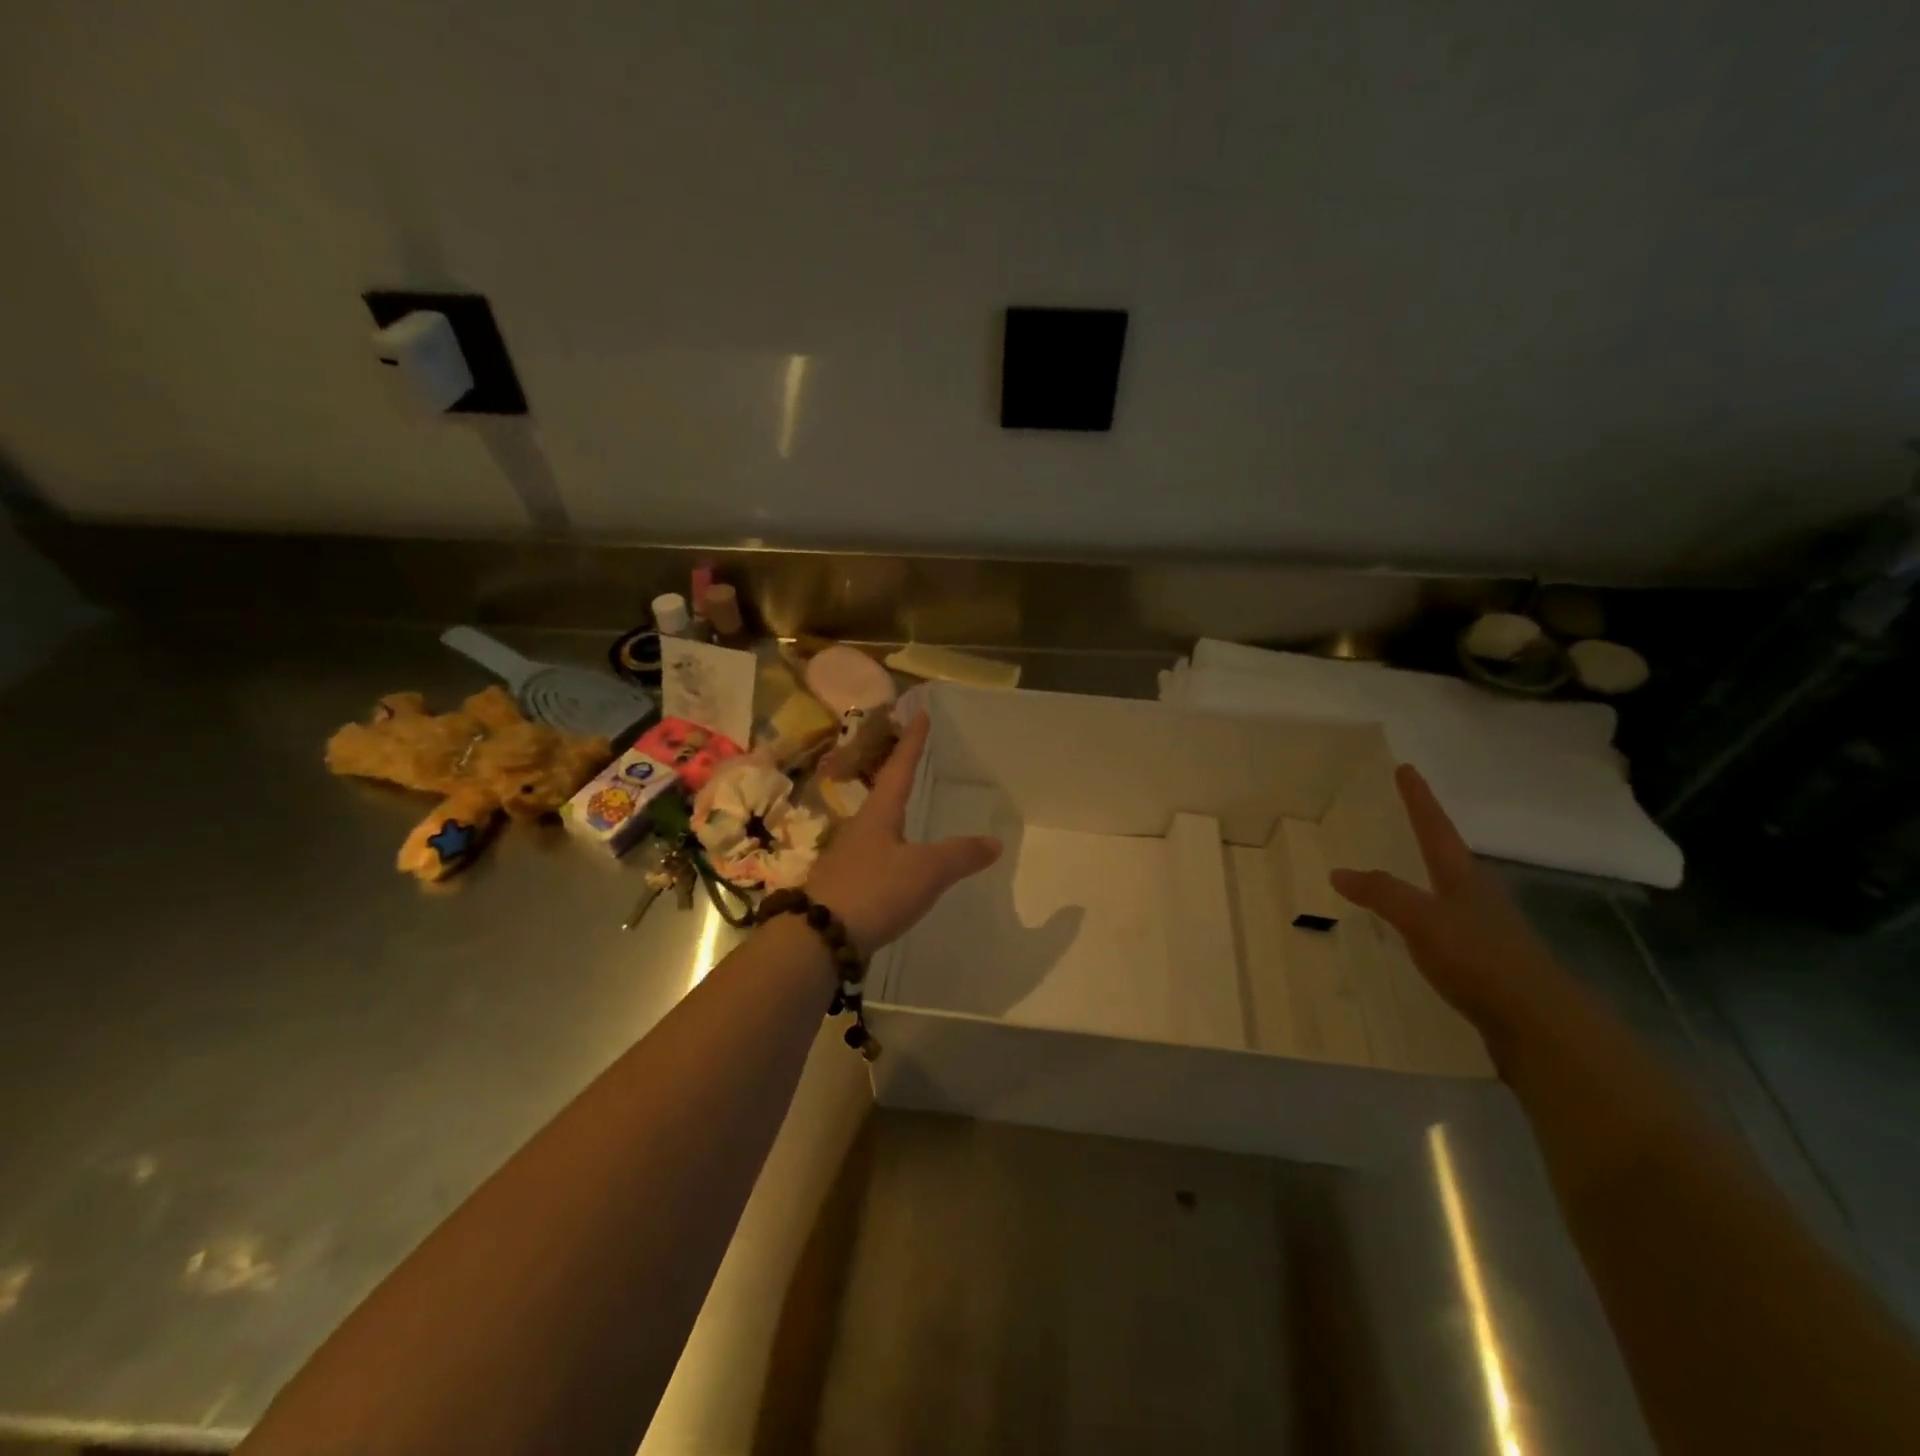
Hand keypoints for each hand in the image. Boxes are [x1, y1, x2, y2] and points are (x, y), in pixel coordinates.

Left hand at [804, 713, 1001, 955]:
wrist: (819, 938)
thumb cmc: (874, 890)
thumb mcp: (925, 871)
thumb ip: (960, 855)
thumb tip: (995, 841)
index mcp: (879, 814)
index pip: (899, 768)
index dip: (912, 742)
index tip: (919, 713)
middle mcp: (860, 828)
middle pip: (883, 794)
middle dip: (900, 775)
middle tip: (916, 759)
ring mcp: (848, 857)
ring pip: (877, 826)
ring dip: (894, 813)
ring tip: (911, 810)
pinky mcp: (845, 885)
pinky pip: (874, 856)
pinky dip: (891, 849)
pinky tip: (899, 863)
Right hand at [1330, 764, 1559, 1032]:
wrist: (1541, 1025)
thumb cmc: (1479, 960)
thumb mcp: (1422, 920)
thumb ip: (1382, 894)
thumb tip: (1339, 871)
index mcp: (1463, 878)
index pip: (1435, 828)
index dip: (1419, 799)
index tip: (1406, 768)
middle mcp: (1479, 896)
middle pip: (1450, 856)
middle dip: (1428, 835)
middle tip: (1406, 817)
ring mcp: (1488, 929)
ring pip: (1452, 891)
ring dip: (1429, 876)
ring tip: (1406, 871)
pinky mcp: (1488, 962)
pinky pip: (1450, 925)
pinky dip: (1429, 915)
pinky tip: (1419, 932)